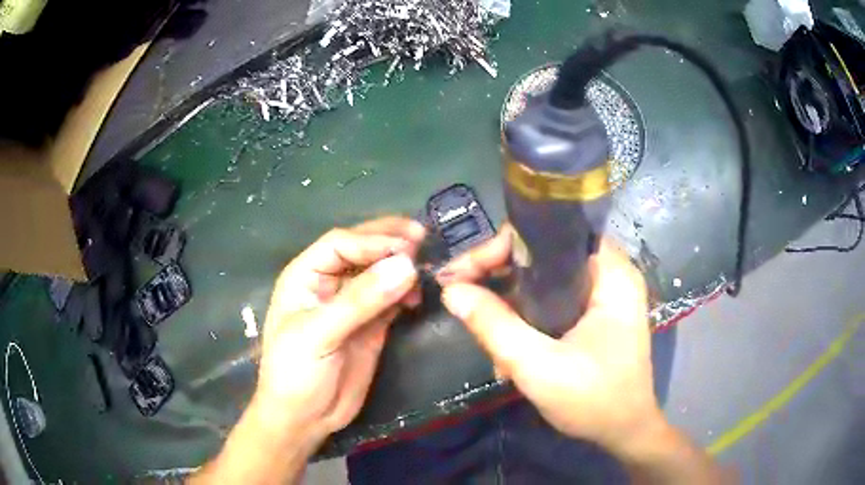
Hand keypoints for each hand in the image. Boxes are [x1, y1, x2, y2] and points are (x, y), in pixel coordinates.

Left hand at [255, 217, 424, 445]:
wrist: (305, 418)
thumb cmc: (296, 373)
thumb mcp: (319, 334)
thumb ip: (360, 301)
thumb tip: (406, 265)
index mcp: (306, 275)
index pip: (341, 243)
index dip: (373, 240)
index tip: (406, 247)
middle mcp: (329, 283)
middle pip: (361, 250)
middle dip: (390, 242)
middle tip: (422, 238)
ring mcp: (353, 305)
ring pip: (380, 273)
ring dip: (402, 267)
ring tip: (425, 268)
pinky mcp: (372, 325)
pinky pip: (392, 300)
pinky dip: (407, 293)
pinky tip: (418, 296)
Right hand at [437, 224, 660, 454]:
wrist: (625, 431)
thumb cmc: (594, 401)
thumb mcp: (538, 367)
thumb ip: (494, 326)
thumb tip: (451, 290)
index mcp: (611, 273)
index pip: (549, 233)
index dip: (502, 246)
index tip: (464, 273)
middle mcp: (610, 273)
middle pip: (544, 252)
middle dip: (498, 273)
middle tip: (461, 295)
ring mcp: (604, 293)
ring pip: (544, 276)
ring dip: (508, 298)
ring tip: (479, 324)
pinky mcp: (596, 312)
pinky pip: (552, 297)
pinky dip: (525, 313)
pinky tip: (506, 340)